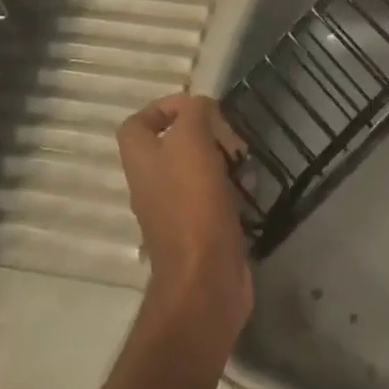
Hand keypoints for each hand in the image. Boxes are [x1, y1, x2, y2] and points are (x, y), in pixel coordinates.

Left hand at [115, 94, 252, 332]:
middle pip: (175, 143)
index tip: (198, 108)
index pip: (137, 123)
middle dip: (207, 133)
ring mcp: (176, 209)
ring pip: (200, 168)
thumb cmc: (193, 203)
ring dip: (225, 158)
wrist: (205, 280)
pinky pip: (215, 195)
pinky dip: (234, 187)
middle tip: (230, 138)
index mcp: (142, 160)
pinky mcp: (201, 229)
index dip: (164, 107)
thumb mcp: (191, 140)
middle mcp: (153, 183)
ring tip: (244, 162)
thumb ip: (195, 112)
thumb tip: (202, 108)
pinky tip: (251, 189)